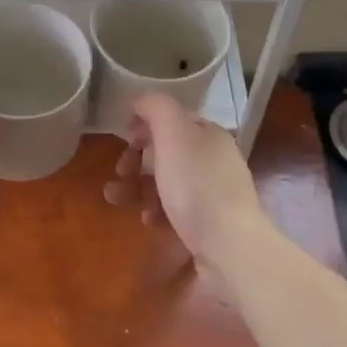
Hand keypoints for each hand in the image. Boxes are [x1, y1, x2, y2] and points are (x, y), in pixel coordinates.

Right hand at [104, 92, 270, 267]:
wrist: (230, 247)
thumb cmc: (197, 186)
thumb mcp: (173, 134)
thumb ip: (156, 107)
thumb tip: (140, 99)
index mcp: (209, 135)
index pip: (172, 119)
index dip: (144, 125)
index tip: (124, 140)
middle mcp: (214, 160)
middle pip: (166, 152)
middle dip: (135, 160)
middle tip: (119, 172)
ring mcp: (213, 194)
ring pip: (167, 182)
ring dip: (137, 188)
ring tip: (116, 199)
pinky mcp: (209, 224)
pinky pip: (175, 210)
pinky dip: (157, 211)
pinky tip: (149, 221)